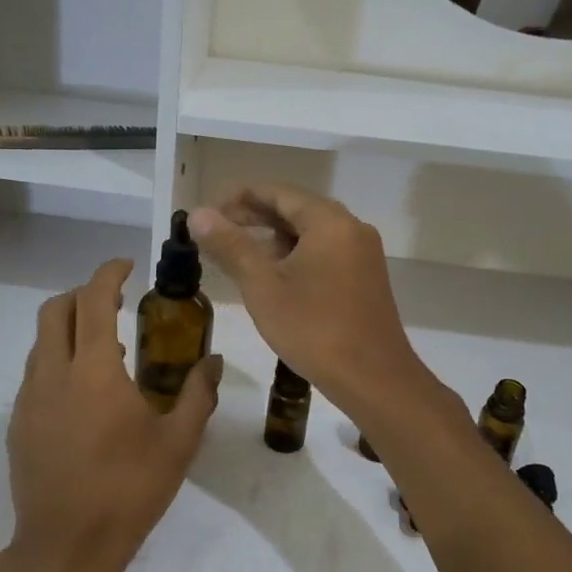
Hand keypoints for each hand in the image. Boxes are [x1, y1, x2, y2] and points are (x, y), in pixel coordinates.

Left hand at [5, 258, 221, 571]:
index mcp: (94, 372)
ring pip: (41, 342)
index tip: (127, 266)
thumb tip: (214, 362)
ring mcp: (29, 400)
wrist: (65, 547)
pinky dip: (57, 361)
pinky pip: (35, 374)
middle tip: (113, 301)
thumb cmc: (128, 491)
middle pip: (55, 310)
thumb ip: (198, 394)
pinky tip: (84, 394)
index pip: (93, 300)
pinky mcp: (18, 425)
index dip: (108, 274)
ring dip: (68, 328)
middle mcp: (53, 375)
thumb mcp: (178, 443)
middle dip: (82, 294)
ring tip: (104, 348)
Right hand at [188, 185, 436, 420]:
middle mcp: (352, 228)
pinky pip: (326, 253)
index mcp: (329, 221)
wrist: (373, 378)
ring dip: (275, 239)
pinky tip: (274, 277)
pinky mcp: (366, 278)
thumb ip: (230, 245)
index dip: (241, 197)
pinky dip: (297, 256)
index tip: (211, 210)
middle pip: (297, 210)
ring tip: (240, 255)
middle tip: (218, 231)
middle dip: (256, 217)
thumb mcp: (263, 286)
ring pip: (312, 233)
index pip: (279, 192)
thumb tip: (198, 214)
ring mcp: (363, 254)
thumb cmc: (314, 328)